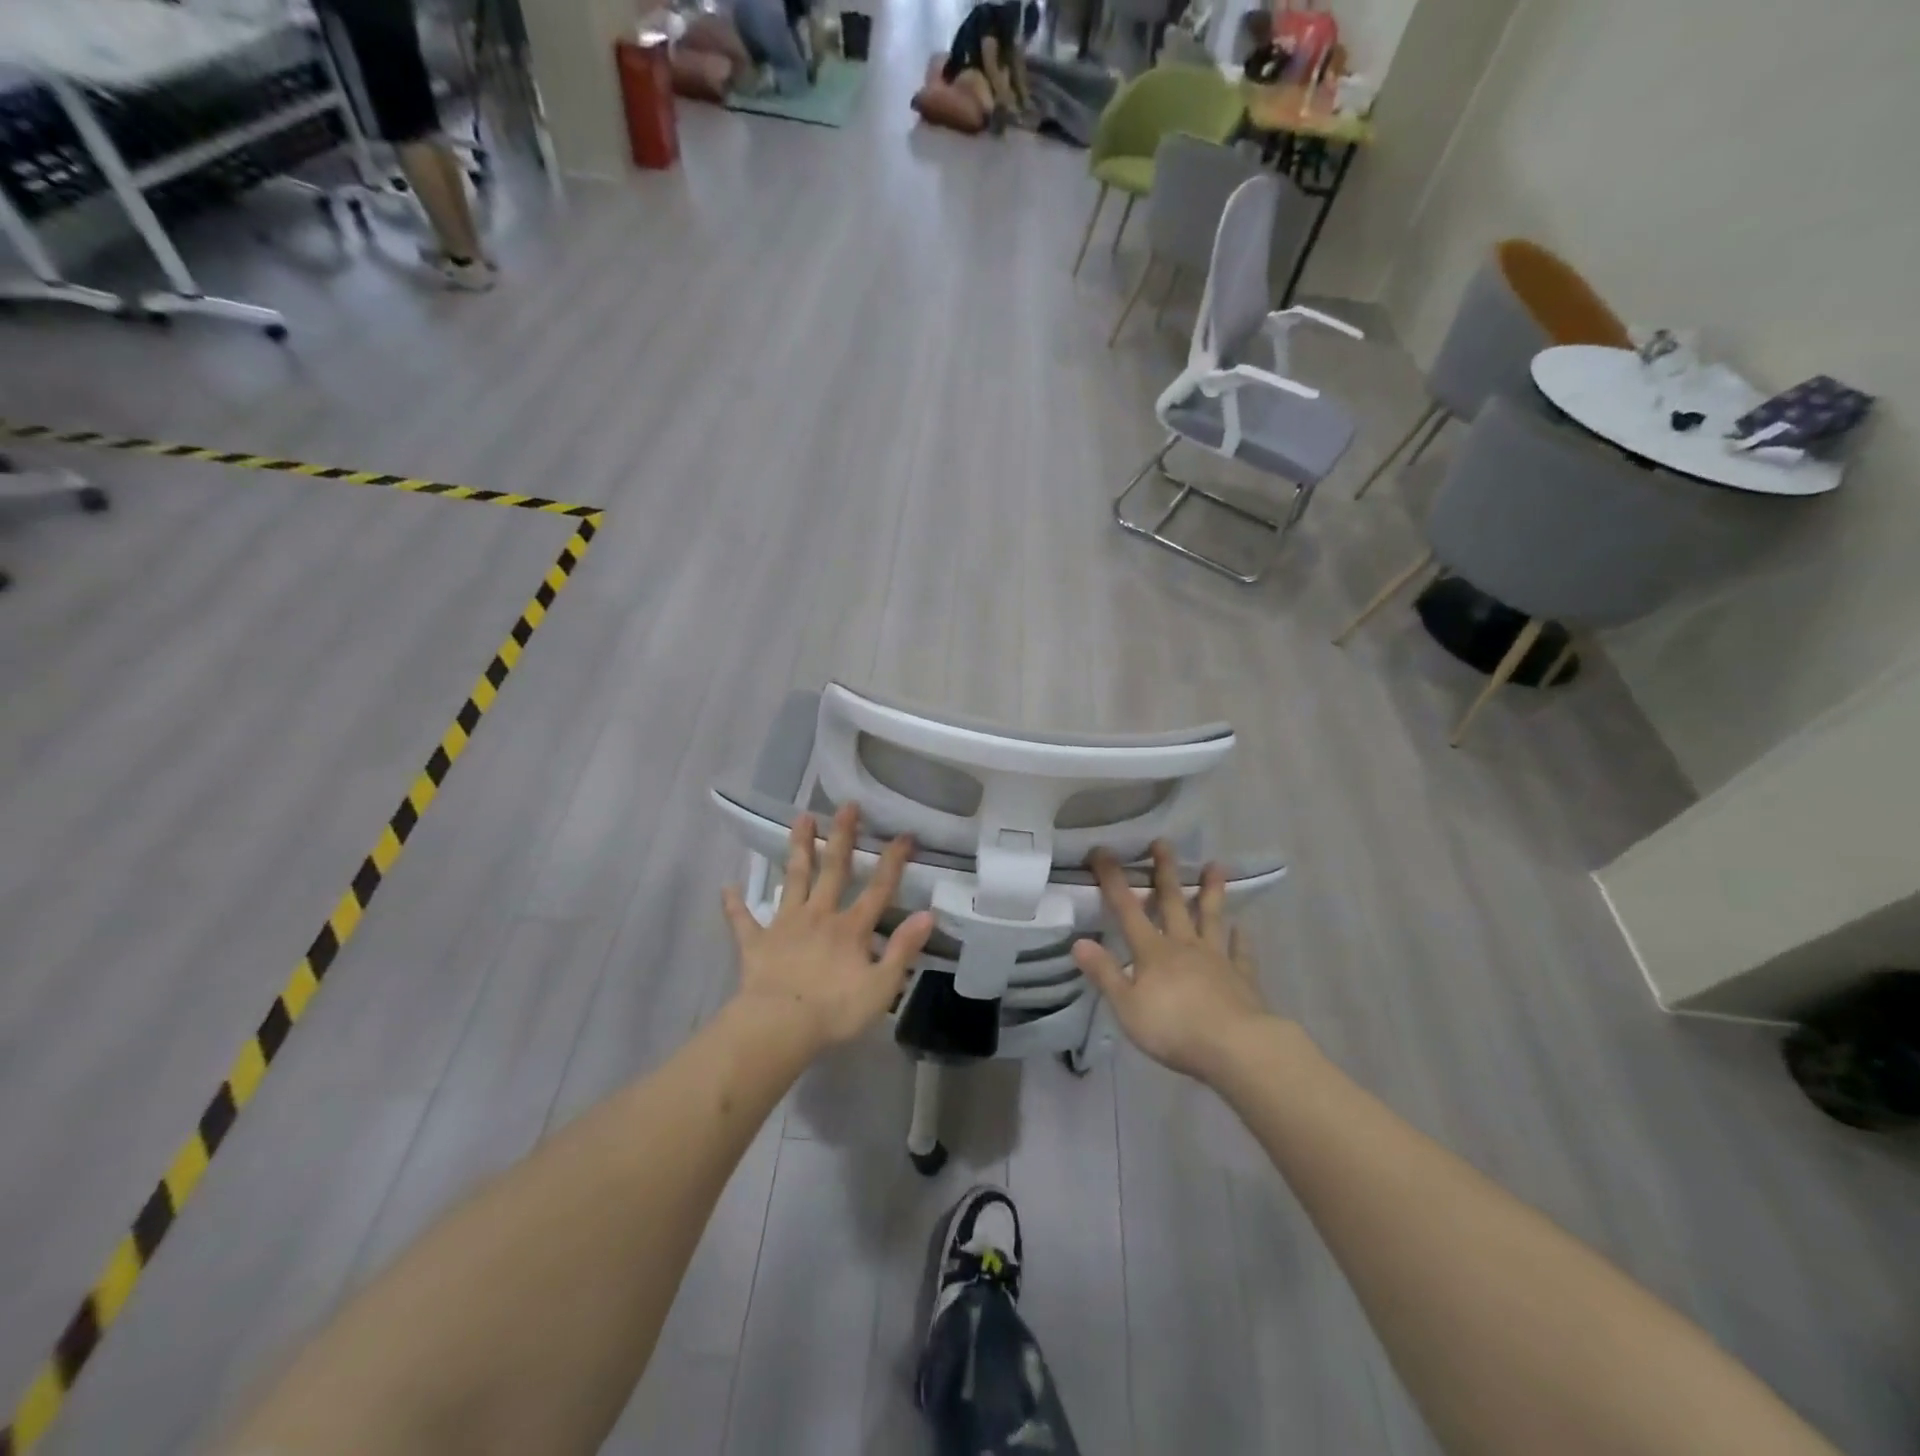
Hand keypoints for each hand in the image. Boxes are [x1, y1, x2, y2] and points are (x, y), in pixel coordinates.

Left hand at [721, 803, 933, 1055]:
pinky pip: (743, 921)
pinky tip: (728, 888)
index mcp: (851, 928)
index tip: (904, 834)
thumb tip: (928, 914)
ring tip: (801, 818)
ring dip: (798, 848)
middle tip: (847, 806)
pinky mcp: (756, 942)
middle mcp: (819, 916)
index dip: (893, 862)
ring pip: (793, 879)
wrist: (778, 1027)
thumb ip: (903, 949)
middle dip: (843, 837)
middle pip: (833, 869)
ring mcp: (785, 925)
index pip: (879, 889)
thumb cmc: (834, 1011)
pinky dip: (735, 905)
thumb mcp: (882, 987)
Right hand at [1072, 842, 1276, 1081]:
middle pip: (1172, 903)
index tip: (1103, 851)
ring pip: (1211, 918)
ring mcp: (1216, 959)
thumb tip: (1078, 942)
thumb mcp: (1127, 1006)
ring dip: (1211, 892)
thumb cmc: (1174, 1028)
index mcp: (1152, 952)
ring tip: (1215, 866)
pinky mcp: (1242, 978)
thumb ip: (1105, 974)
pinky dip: (1240, 939)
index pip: (1127, 909)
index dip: (1113, 880)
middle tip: (1162, 842)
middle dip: (1164, 872)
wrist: (1236, 1048)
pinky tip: (1242, 928)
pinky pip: (1240, 953)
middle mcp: (1184, 946)